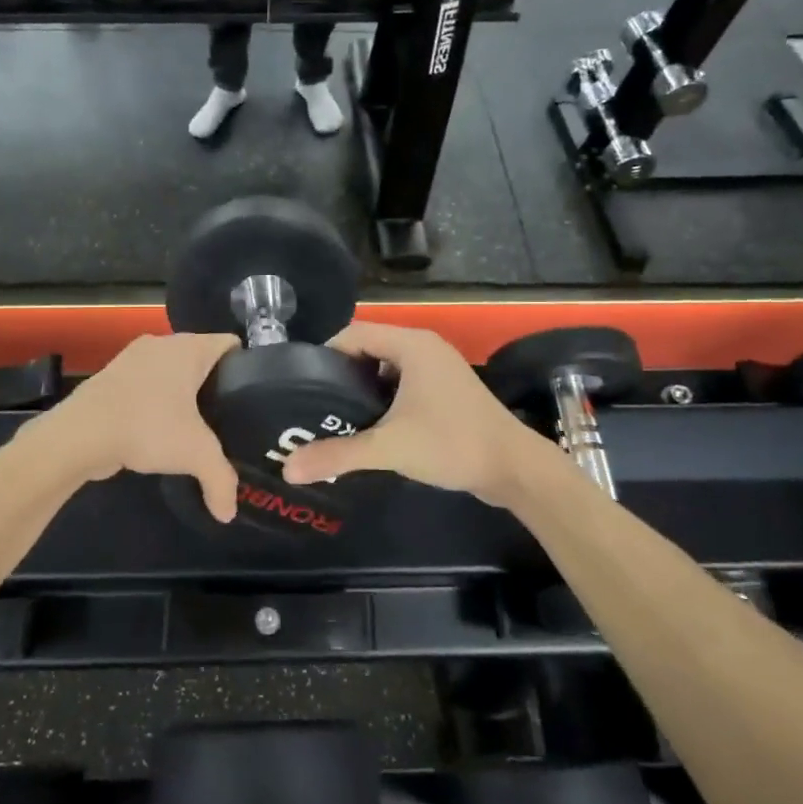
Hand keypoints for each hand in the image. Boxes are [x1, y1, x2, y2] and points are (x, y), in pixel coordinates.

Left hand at [32, 333, 239, 518]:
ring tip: (196, 426)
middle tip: (229, 418)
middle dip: (215, 384)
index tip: (252, 397)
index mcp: (189, 347)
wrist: (79, 434)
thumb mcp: (195, 455)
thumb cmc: (147, 428)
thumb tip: (229, 513)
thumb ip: (221, 481)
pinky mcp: (112, 376)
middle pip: (202, 357)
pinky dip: (156, 401)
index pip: (230, 344)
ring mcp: (133, 357)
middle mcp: (163, 342)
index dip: (247, 367)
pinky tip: (160, 429)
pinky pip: (147, 383)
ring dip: (183, 393)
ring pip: (172, 370)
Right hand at [279, 321, 543, 506]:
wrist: (514, 468)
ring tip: (330, 416)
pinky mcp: (444, 390)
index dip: (324, 355)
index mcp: (411, 345)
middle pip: (367, 349)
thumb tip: (287, 470)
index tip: (299, 383)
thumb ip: (338, 454)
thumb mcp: (390, 447)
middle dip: (339, 375)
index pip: (353, 334)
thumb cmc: (452, 444)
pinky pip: (401, 384)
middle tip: (310, 403)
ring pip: (384, 369)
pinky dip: (381, 399)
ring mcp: (437, 368)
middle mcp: (424, 347)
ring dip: (360, 389)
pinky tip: (366, 426)